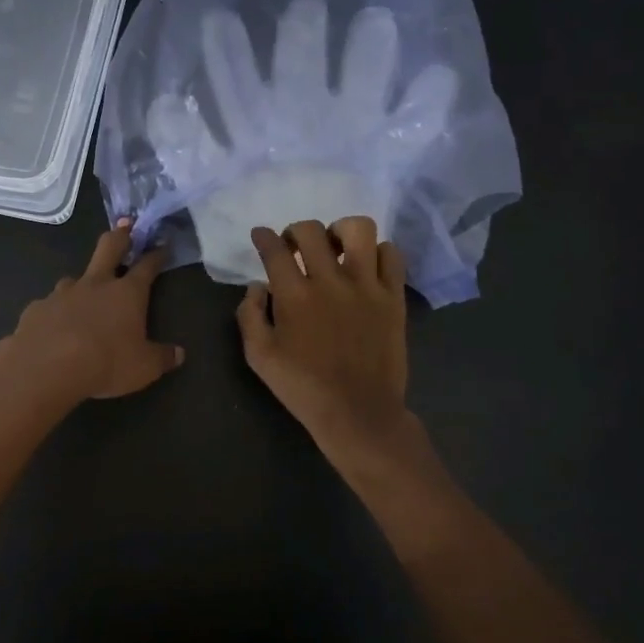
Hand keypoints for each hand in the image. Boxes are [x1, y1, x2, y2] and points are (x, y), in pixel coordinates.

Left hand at [0, 221, 183, 404]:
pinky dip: (56, 313)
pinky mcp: (36, 308)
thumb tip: (179, 354)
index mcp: (126, 294)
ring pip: (75, 279)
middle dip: (120, 236)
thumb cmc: (105, 364)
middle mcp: (95, 285)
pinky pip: (50, 306)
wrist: (45, 369)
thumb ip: (162, 358)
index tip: (162, 247)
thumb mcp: (144, 368)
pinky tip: (54, 328)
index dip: (156, 255)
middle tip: (126, 227)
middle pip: (109, 247)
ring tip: (83, 297)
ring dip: (83, 283)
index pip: (146, 267)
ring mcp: (62, 293)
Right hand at [235, 217, 412, 459]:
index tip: (261, 236)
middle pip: (311, 230)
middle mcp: (330, 281)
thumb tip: (257, 286)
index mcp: (294, 296)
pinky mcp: (393, 297)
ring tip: (335, 249)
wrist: (358, 413)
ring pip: (358, 229)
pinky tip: (366, 267)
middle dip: (295, 231)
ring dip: (340, 232)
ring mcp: (366, 286)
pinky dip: (377, 252)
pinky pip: (391, 255)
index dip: (263, 236)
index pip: (274, 249)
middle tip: (294, 248)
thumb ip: (250, 315)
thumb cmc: (303, 387)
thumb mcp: (259, 357)